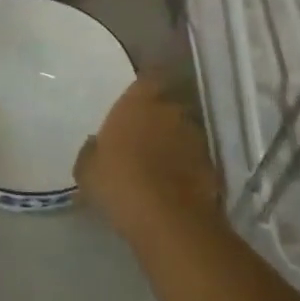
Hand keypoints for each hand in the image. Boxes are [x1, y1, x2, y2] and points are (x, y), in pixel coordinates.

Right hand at [76, 73, 220, 241]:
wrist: (169, 221)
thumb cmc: (120, 182)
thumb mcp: (87, 169)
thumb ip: (91, 150)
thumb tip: (96, 144)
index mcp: (140, 101)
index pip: (147, 79)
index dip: (142, 91)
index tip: (132, 105)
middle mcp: (172, 110)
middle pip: (167, 106)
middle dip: (157, 118)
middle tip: (141, 138)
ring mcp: (196, 138)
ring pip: (183, 132)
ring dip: (173, 143)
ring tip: (157, 166)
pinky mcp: (212, 166)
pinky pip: (194, 160)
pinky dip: (186, 168)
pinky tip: (171, 187)